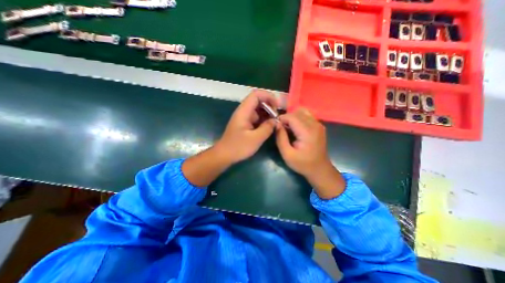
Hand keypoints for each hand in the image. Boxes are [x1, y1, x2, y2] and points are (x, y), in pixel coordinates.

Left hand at [215, 90, 280, 162]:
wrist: (224, 155)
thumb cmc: (238, 147)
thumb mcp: (255, 139)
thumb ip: (267, 128)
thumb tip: (276, 121)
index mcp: (244, 112)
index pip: (256, 95)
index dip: (268, 96)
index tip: (277, 106)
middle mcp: (243, 111)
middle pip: (258, 101)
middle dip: (270, 106)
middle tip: (278, 117)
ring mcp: (244, 117)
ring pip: (258, 109)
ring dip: (268, 113)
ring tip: (275, 122)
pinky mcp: (245, 123)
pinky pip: (256, 117)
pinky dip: (264, 120)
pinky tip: (269, 126)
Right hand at [274, 107, 345, 198]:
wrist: (320, 169)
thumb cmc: (303, 164)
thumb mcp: (287, 154)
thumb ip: (281, 138)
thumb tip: (276, 124)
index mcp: (307, 132)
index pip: (291, 116)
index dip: (281, 119)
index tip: (275, 126)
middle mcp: (315, 124)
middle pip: (296, 112)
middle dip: (286, 118)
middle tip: (280, 128)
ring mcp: (318, 124)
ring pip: (302, 112)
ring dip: (292, 117)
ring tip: (288, 127)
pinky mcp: (319, 126)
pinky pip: (307, 116)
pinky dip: (298, 118)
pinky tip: (295, 128)